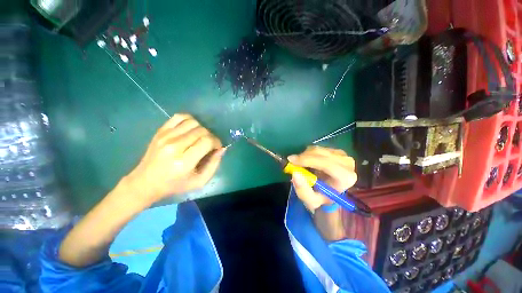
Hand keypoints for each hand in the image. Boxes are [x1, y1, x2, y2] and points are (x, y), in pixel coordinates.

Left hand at [125, 113, 224, 204]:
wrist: (146, 181)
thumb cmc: (175, 184)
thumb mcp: (200, 181)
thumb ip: (214, 164)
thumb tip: (222, 148)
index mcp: (183, 162)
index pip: (207, 141)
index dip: (216, 142)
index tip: (217, 147)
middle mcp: (174, 146)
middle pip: (201, 131)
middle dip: (210, 136)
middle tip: (209, 144)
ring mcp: (165, 136)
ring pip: (193, 122)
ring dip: (202, 129)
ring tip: (200, 138)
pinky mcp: (160, 131)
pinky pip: (180, 117)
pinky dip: (190, 120)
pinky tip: (191, 129)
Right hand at [288, 146, 356, 211]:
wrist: (330, 192)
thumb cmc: (321, 197)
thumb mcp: (310, 201)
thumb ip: (303, 190)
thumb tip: (295, 173)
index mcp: (345, 177)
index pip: (326, 164)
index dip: (308, 160)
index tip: (291, 161)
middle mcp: (347, 163)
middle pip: (321, 154)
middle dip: (303, 157)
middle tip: (291, 161)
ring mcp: (342, 155)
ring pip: (318, 149)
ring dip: (305, 155)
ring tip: (300, 164)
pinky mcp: (336, 150)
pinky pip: (318, 148)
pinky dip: (309, 153)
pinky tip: (308, 161)